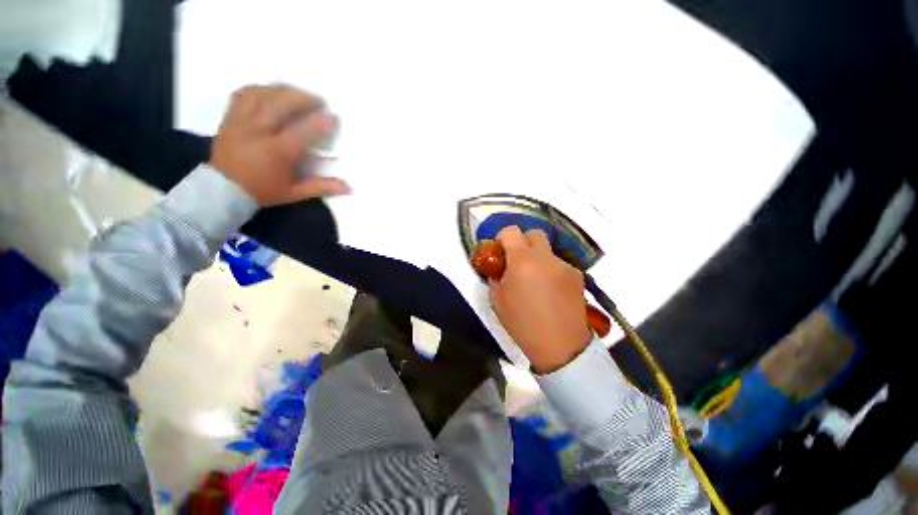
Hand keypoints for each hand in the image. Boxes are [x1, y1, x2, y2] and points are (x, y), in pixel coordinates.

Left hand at [209, 84, 349, 206]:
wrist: (222, 190)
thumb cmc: (263, 191)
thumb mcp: (295, 192)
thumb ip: (322, 187)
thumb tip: (349, 187)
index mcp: (277, 152)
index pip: (302, 132)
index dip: (320, 122)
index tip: (333, 117)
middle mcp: (258, 132)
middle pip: (280, 104)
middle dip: (302, 97)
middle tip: (318, 100)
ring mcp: (241, 122)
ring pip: (261, 94)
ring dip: (282, 90)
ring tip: (296, 93)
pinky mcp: (230, 118)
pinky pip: (244, 95)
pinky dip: (260, 90)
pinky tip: (271, 92)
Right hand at [488, 226, 592, 373]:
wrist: (560, 346)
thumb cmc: (522, 324)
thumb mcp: (497, 300)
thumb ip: (495, 277)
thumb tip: (499, 267)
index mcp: (522, 261)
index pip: (511, 231)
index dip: (502, 237)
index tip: (500, 250)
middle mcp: (546, 257)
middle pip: (534, 234)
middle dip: (522, 242)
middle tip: (517, 261)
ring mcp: (564, 265)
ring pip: (548, 250)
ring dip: (538, 258)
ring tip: (535, 280)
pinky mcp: (577, 275)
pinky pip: (559, 264)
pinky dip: (551, 270)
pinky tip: (551, 290)